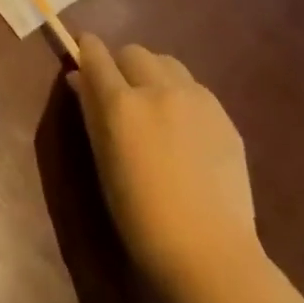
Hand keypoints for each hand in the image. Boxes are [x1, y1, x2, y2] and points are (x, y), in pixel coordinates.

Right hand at [69, 34, 258, 298]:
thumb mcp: (103, 160)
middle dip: (121, 64)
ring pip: (167, 64)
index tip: (83, 55)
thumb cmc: (139, 214)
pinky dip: (180, 96)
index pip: (96, 55)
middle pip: (134, 52)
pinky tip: (183, 130)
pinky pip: (194, 89)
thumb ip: (91, 111)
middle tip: (119, 93)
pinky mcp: (224, 117)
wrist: (209, 251)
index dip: (86, 50)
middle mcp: (159, 89)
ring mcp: (197, 100)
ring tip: (154, 107)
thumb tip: (79, 79)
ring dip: (153, 75)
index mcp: (121, 103)